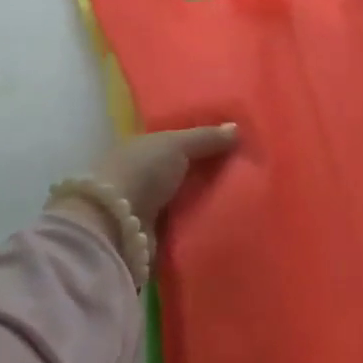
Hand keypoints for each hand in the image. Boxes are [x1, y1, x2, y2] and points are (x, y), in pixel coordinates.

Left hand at [90, 125, 238, 226]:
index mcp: (143, 147)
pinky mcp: (155, 235)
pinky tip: (227, 219)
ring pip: (186, 199)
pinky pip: (186, 224)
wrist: (116, 224)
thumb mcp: (177, 145)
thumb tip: (237, 127)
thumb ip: (206, 137)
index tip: (234, 143)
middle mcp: (143, 174)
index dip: (203, 141)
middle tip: (247, 170)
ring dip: (207, 200)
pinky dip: (201, 222)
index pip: (177, 141)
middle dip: (209, 172)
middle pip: (183, 171)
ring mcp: (148, 206)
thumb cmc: (143, 171)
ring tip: (244, 196)